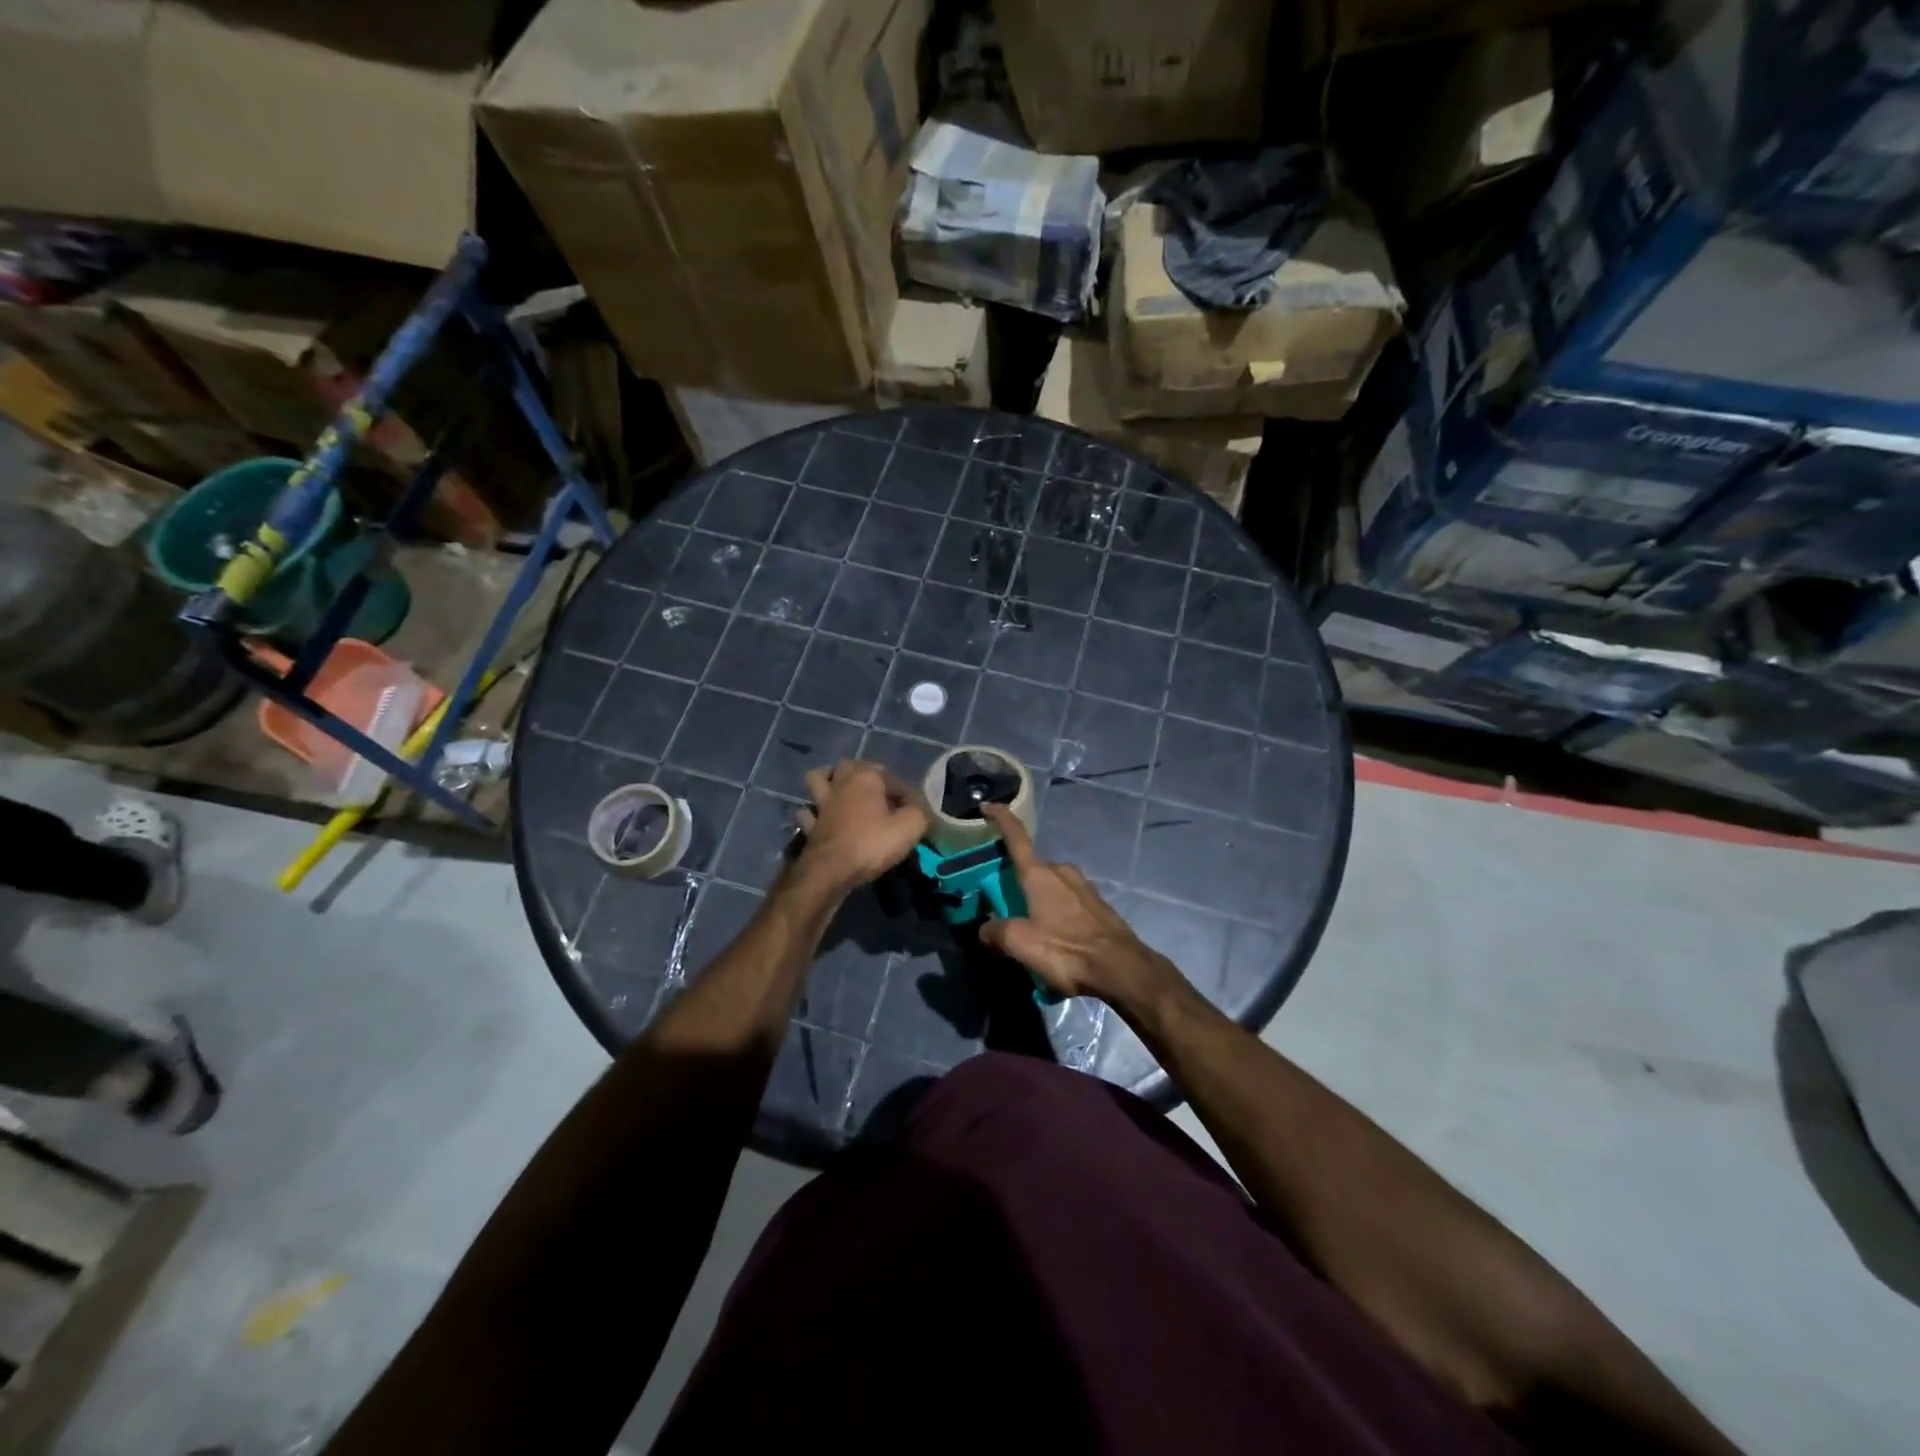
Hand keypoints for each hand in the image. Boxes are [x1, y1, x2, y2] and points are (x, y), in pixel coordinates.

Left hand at [794, 760, 929, 894]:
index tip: (915, 812)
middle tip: (880, 794)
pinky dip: (813, 812)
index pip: (893, 778)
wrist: (830, 871)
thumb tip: (917, 809)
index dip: (906, 794)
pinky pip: (809, 811)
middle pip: (851, 766)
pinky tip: (822, 818)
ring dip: (829, 781)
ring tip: (842, 791)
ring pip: (819, 778)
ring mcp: (821, 802)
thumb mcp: (910, 827)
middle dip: (865, 774)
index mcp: (866, 777)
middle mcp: (841, 782)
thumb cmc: (872, 844)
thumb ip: (919, 812)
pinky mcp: (810, 824)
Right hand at [978, 804, 1167, 1001]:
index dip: (1001, 819)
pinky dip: (1057, 912)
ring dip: (1039, 898)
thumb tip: (985, 929)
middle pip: (1033, 867)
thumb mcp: (1020, 943)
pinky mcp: (1099, 905)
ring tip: (1030, 925)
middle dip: (1017, 879)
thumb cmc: (1066, 949)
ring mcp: (1084, 887)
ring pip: (1052, 885)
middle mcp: (1062, 872)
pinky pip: (1068, 901)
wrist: (1121, 968)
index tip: (988, 806)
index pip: (1016, 837)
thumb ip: (996, 932)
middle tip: (1004, 901)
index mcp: (1039, 874)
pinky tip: (1056, 936)